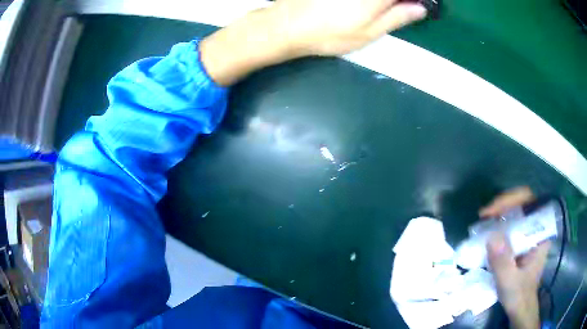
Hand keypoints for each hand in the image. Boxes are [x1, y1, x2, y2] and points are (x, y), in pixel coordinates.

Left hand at [273, 0, 427, 55]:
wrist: (287, 25)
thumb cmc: (330, 34)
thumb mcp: (369, 33)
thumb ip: (397, 17)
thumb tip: (421, 8)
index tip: (416, 5)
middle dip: (399, 1)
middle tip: (401, 7)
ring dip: (385, 2)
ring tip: (377, 10)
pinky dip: (369, 1)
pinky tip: (361, 7)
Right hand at [481, 187, 550, 328]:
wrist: (520, 308)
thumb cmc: (518, 295)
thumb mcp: (509, 281)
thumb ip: (502, 262)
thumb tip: (491, 236)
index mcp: (540, 234)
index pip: (531, 202)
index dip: (513, 199)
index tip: (494, 211)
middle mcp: (536, 229)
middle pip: (522, 203)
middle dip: (503, 205)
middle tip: (484, 215)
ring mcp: (528, 235)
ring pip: (515, 213)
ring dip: (498, 214)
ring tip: (483, 221)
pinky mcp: (520, 242)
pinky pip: (510, 226)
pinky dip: (498, 225)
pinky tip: (487, 232)